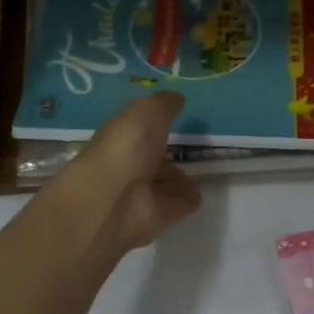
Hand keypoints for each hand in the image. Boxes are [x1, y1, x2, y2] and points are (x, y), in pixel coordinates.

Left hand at [51, 92, 202, 256]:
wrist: (113, 200)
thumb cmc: (126, 148)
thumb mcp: (146, 112)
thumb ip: (163, 104)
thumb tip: (177, 98)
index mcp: (122, 136)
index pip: (139, 129)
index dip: (154, 123)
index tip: (175, 117)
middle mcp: (130, 163)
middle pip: (152, 158)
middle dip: (167, 154)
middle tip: (189, 149)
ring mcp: (142, 192)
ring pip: (164, 182)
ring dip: (178, 179)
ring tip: (199, 174)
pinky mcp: (158, 215)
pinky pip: (177, 203)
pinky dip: (187, 199)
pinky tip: (199, 194)